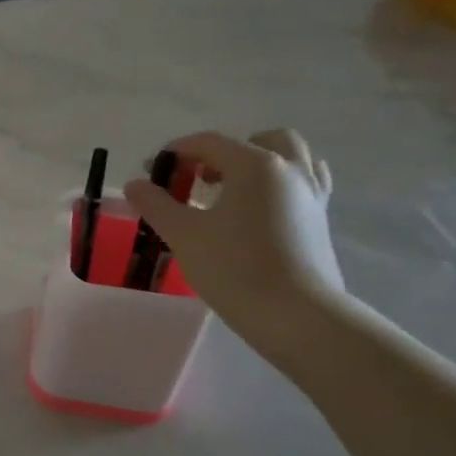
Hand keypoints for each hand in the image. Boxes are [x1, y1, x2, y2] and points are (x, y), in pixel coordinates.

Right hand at [125, 129, 346, 356]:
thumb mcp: (183, 234)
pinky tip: (257, 212)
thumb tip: (135, 184)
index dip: (177, 151)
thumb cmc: (234, 268)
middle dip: (228, 152)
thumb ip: (155, 204)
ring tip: (232, 191)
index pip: (210, 142)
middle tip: (201, 178)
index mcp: (255, 165)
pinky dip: (279, 186)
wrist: (295, 314)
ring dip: (261, 164)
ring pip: (292, 159)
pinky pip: (303, 185)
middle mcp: (290, 170)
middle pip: (261, 140)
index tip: (153, 171)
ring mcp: (312, 195)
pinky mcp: (320, 221)